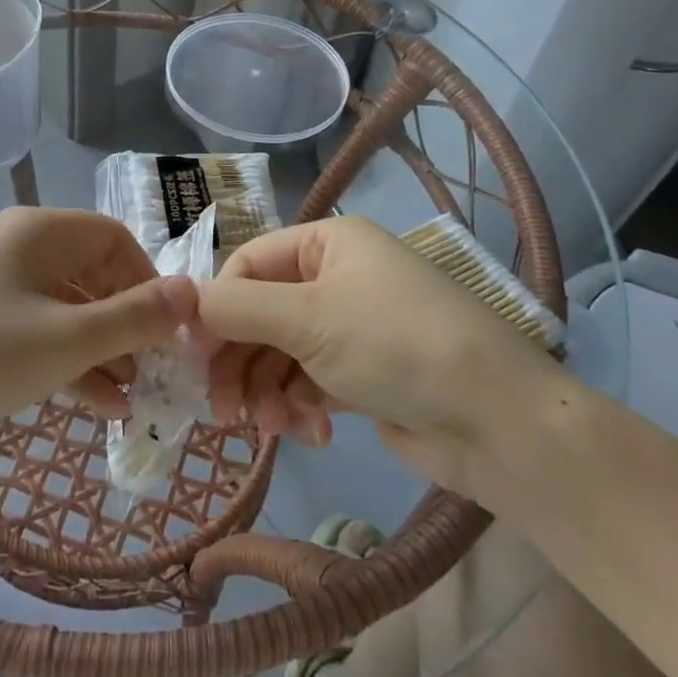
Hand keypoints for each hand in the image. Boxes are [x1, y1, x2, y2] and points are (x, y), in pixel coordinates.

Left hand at [0, 207, 196, 477]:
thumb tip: (193, 292)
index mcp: (35, 232)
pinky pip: (36, 335)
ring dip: (102, 349)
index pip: (112, 238)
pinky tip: (99, 407)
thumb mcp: (66, 339)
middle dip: (127, 322)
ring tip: (134, 398)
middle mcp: (14, 250)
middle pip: (90, 274)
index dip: (147, 280)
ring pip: (65, 309)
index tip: (170, 330)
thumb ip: (135, 317)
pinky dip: (68, 364)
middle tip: (156, 371)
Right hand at [198, 216, 564, 491]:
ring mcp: (351, 326)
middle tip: (221, 410)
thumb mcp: (308, 319)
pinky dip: (300, 407)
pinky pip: (308, 381)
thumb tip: (179, 301)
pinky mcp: (363, 373)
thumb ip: (236, 308)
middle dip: (240, 361)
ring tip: (271, 427)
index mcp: (327, 243)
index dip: (217, 308)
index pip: (248, 265)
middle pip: (261, 313)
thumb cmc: (396, 345)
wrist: (498, 423)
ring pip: (280, 353)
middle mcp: (337, 276)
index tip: (193, 357)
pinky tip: (312, 433)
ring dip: (267, 390)